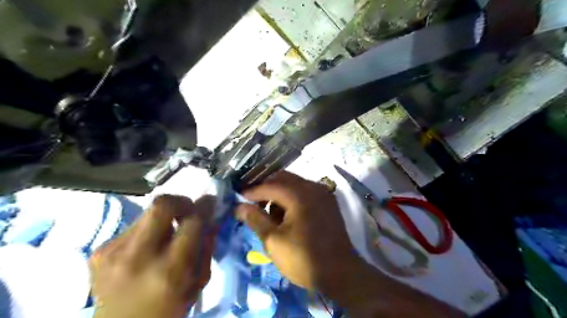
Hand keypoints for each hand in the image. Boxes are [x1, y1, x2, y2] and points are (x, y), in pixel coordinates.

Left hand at [89, 194, 216, 317]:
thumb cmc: (168, 311)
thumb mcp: (198, 283)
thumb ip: (206, 247)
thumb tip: (211, 217)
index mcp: (170, 271)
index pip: (192, 222)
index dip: (204, 207)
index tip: (210, 202)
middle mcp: (138, 257)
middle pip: (161, 205)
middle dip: (180, 201)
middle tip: (187, 210)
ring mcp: (112, 253)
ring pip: (147, 213)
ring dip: (163, 219)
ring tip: (165, 237)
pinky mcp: (98, 251)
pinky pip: (133, 227)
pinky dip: (147, 231)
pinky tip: (145, 249)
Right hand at [235, 171, 362, 297]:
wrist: (341, 273)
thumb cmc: (304, 259)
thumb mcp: (273, 241)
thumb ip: (255, 219)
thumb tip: (239, 207)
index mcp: (300, 195)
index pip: (270, 186)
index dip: (252, 191)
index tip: (239, 198)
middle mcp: (313, 187)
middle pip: (283, 179)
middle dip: (266, 189)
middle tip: (253, 203)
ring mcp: (323, 193)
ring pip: (295, 184)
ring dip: (280, 193)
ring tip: (271, 214)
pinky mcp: (328, 201)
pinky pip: (306, 191)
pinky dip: (293, 198)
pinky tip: (287, 215)